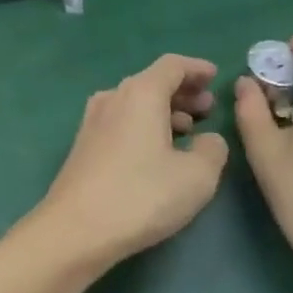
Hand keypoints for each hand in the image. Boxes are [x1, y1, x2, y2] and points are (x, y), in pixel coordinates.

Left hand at [30, 55, 229, 270]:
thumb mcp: (196, 176)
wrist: (76, 227)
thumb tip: (209, 139)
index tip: (215, 76)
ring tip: (189, 129)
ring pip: (136, 102)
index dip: (196, 68)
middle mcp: (114, 96)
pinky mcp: (84, 143)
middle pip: (152, 82)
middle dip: (183, 91)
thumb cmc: (141, 195)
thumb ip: (213, 150)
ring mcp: (94, 119)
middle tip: (208, 107)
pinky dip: (145, 124)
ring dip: (165, 110)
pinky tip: (158, 150)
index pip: (172, 65)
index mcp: (141, 93)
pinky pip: (122, 119)